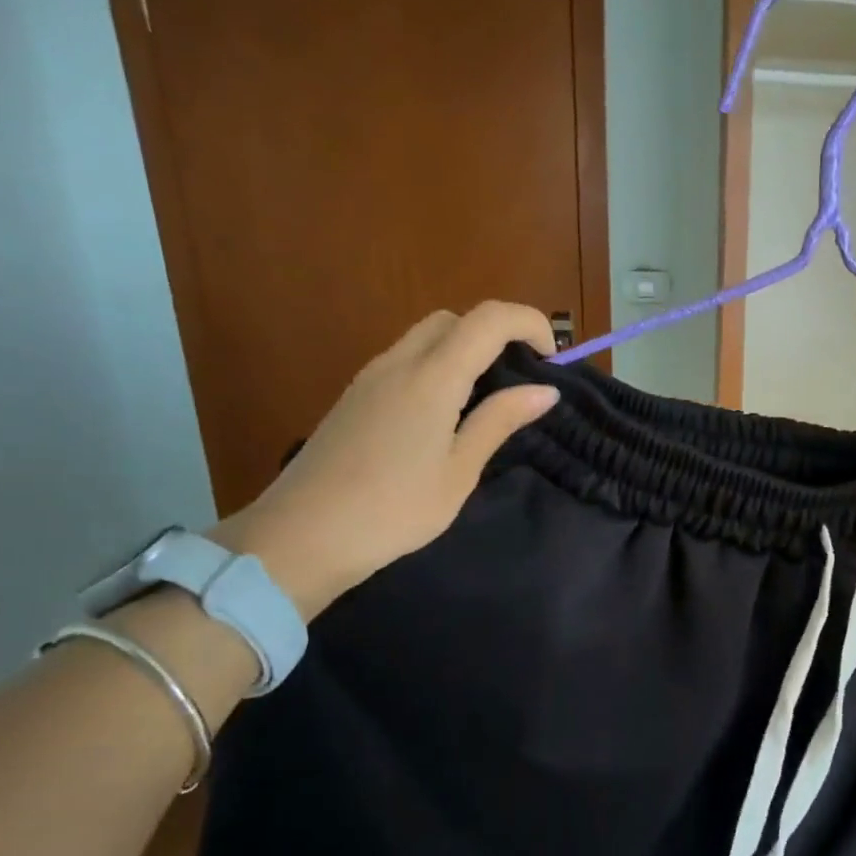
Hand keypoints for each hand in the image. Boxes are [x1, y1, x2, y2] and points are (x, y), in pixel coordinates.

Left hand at [215, 303, 558, 619]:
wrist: (302, 536)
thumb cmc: (394, 510)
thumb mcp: (459, 471)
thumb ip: (500, 421)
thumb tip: (545, 390)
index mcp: (432, 378)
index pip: (488, 319)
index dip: (529, 322)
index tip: (553, 358)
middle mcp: (398, 362)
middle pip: (454, 319)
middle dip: (496, 333)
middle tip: (521, 378)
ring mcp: (370, 377)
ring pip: (426, 337)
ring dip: (465, 350)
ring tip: (488, 399)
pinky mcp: (355, 396)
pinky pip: (405, 360)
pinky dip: (438, 367)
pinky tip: (446, 415)